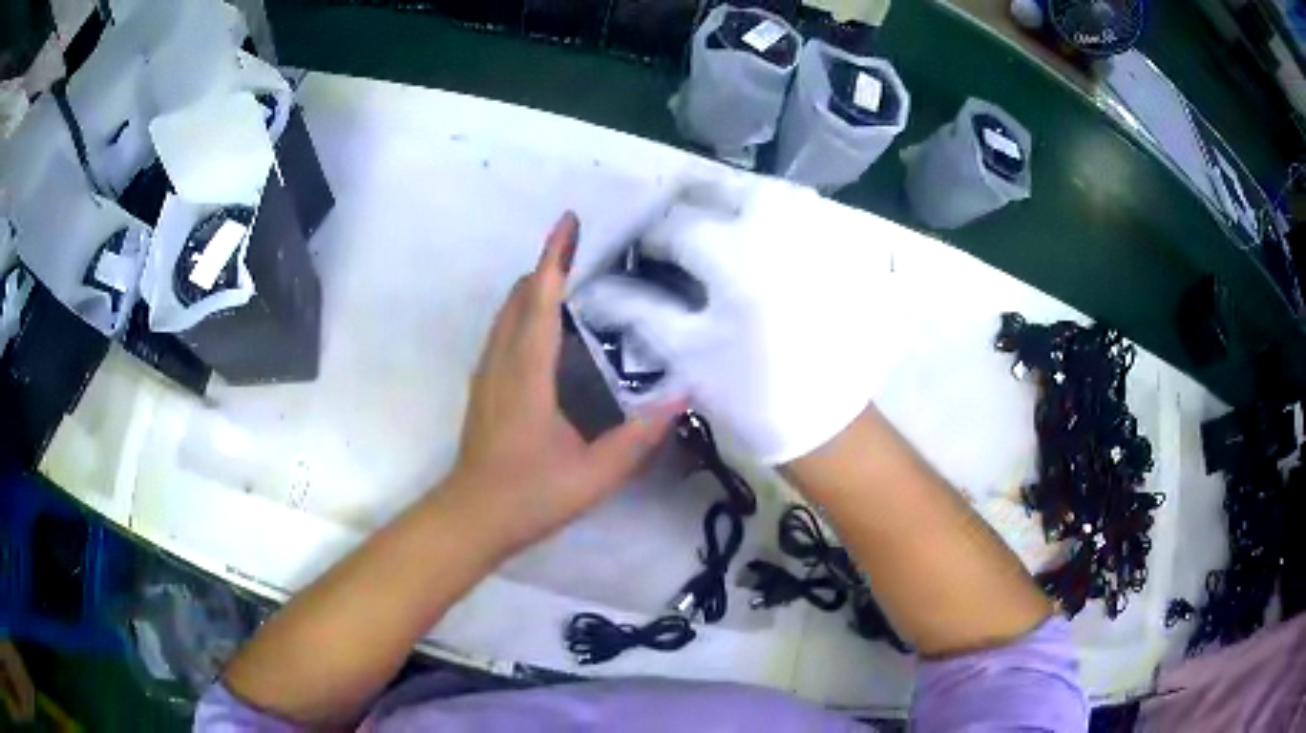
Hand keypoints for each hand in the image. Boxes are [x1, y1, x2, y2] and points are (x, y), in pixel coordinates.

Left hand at [443, 212, 682, 556]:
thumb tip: (682, 397)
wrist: (472, 517)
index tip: (569, 222)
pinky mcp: (482, 386)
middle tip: (581, 247)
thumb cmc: (531, 496)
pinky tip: (545, 328)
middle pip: (520, 297)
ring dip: (534, 288)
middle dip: (548, 265)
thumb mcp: (596, 474)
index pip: (541, 301)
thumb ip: (640, 436)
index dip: (556, 258)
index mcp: (528, 375)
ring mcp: (487, 373)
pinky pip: (502, 332)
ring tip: (568, 279)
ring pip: (506, 313)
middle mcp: (502, 362)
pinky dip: (524, 312)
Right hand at [573, 176, 902, 464]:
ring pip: (771, 191)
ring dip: (738, 195)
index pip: (677, 227)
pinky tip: (767, 229)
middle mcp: (778, 233)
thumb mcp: (687, 354)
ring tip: (720, 217)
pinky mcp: (842, 254)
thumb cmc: (752, 395)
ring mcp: (817, 239)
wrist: (828, 424)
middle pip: (726, 189)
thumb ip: (639, 310)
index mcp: (735, 258)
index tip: (640, 253)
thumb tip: (594, 288)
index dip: (651, 237)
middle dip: (693, 200)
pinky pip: (809, 209)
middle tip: (678, 224)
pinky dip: (782, 207)